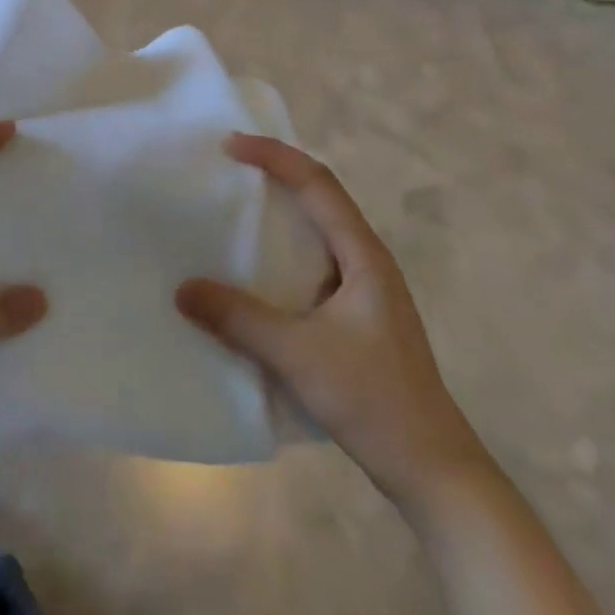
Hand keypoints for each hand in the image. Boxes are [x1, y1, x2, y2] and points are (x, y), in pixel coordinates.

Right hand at [177, 134, 486, 505]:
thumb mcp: (298, 354)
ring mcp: (365, 291)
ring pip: (317, 233)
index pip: (318, 183)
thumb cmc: (372, 399)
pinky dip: (280, 254)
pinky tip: (253, 274)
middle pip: (320, 198)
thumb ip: (239, 319)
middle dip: (275, 175)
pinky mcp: (356, 317)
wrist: (431, 469)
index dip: (275, 156)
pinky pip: (312, 265)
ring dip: (279, 215)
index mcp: (363, 255)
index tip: (230, 146)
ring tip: (232, 212)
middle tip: (226, 169)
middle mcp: (366, 261)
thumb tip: (182, 289)